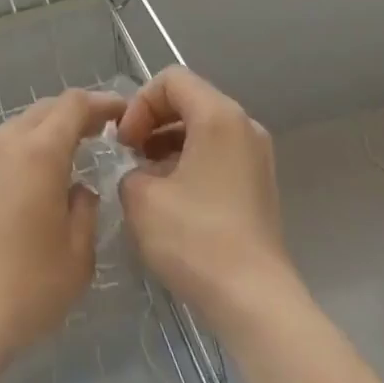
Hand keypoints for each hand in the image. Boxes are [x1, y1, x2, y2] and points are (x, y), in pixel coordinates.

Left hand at [0, 87, 128, 370]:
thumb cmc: (26, 288)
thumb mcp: (78, 256)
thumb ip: (85, 211)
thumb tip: (77, 190)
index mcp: (39, 151)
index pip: (73, 105)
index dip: (99, 102)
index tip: (119, 112)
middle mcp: (2, 143)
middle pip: (41, 111)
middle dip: (70, 115)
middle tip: (94, 133)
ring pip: (11, 131)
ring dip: (38, 137)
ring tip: (55, 163)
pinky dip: (10, 160)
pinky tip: (15, 192)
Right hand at [117, 67, 300, 333]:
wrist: (255, 302)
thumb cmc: (195, 239)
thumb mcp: (141, 198)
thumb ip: (129, 169)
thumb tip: (139, 172)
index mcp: (218, 115)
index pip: (171, 80)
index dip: (139, 104)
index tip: (123, 143)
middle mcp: (244, 124)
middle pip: (190, 100)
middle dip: (153, 122)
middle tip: (129, 156)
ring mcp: (257, 155)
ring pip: (203, 128)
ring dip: (169, 143)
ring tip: (146, 180)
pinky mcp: (260, 184)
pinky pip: (218, 153)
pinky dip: (191, 162)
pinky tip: (172, 199)